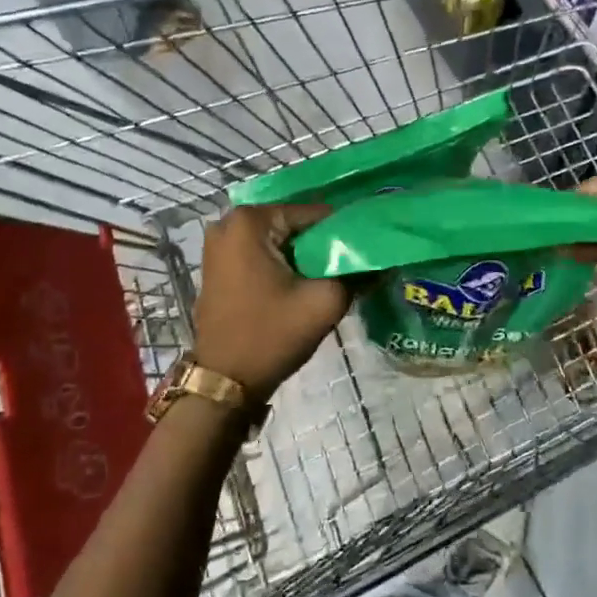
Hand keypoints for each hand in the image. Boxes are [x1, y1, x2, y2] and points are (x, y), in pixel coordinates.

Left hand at [192, 204, 348, 399]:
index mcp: (250, 221)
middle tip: (346, 267)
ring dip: (301, 256)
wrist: (224, 383)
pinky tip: (300, 284)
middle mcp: (229, 223)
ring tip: (327, 277)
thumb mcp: (324, 302)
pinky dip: (281, 264)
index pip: (313, 213)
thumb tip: (378, 261)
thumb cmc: (271, 335)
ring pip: (277, 240)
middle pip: (293, 225)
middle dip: (320, 244)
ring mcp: (219, 245)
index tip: (362, 253)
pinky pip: (260, 253)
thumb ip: (355, 273)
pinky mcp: (217, 266)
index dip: (341, 232)